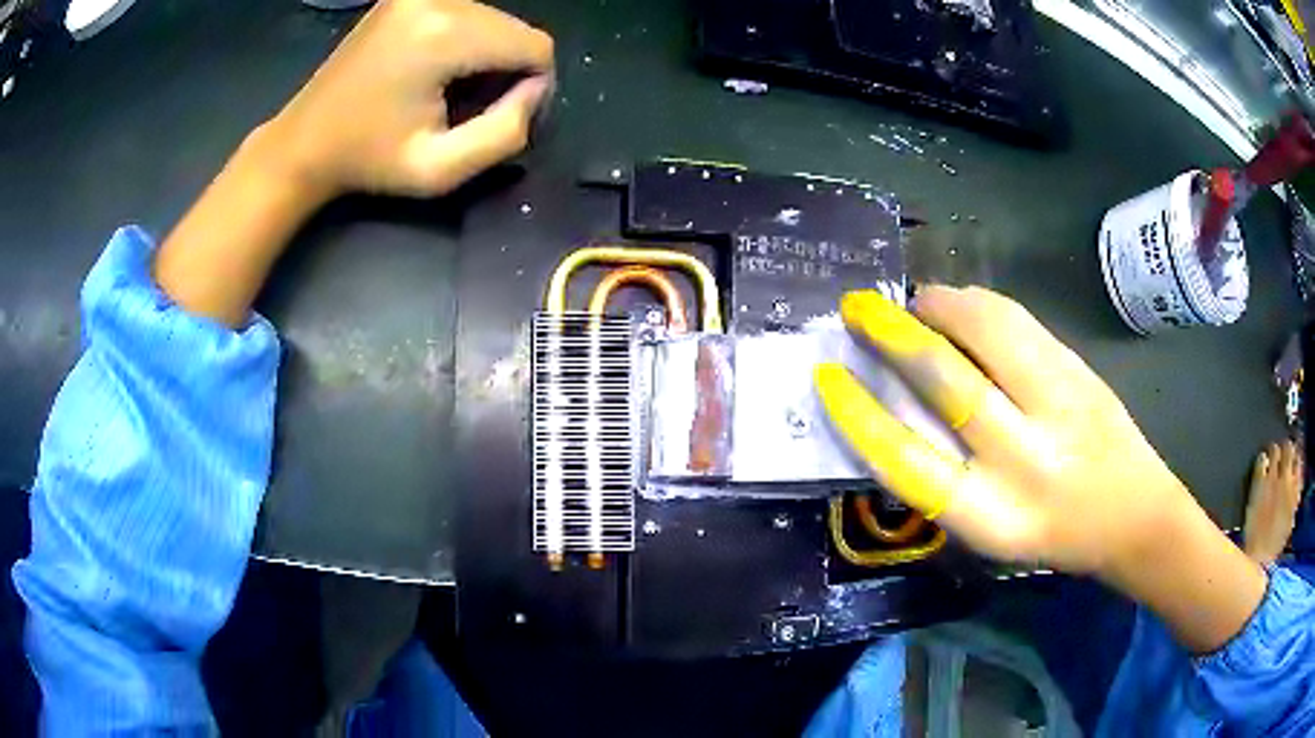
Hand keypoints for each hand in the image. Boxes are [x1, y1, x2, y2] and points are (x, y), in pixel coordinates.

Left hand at [262, 0, 554, 199]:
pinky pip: (467, 14)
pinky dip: (465, 43)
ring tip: (445, 92)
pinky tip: (434, 71)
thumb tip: (533, 92)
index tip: (497, 119)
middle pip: (516, 28)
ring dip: (486, 56)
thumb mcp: (440, 170)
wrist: (304, 142)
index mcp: (444, 34)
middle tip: (465, 109)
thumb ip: (505, 134)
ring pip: (494, 20)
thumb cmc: (367, 161)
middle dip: (507, 69)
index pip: (535, 46)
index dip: (533, 88)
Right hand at [815, 287, 1265, 652]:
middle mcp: (1027, 463)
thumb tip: (895, 411)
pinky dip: (978, 304)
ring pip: (991, 336)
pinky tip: (959, 302)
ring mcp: (1062, 408)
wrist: (1136, 516)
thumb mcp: (993, 527)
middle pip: (951, 386)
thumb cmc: (1057, 536)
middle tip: (859, 311)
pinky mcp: (1082, 372)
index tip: (829, 380)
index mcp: (993, 517)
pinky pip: (1021, 324)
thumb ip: (948, 477)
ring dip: (939, 307)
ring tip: (913, 301)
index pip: (911, 465)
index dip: (862, 418)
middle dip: (896, 339)